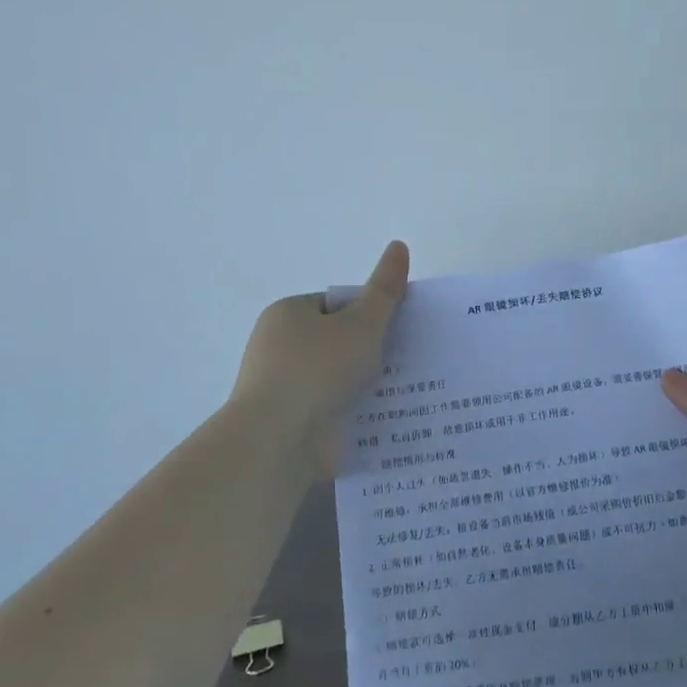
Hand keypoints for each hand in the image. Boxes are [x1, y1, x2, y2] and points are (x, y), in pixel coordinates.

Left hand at [231, 240, 409, 477]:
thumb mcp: (362, 324)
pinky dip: (352, 413)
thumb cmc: (319, 370)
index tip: (397, 334)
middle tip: (409, 363)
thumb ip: (384, 290)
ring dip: (364, 387)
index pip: (336, 306)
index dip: (369, 316)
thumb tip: (399, 246)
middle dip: (370, 353)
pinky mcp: (289, 423)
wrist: (279, 440)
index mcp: (287, 314)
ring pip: (336, 379)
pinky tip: (381, 421)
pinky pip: (330, 410)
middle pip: (337, 342)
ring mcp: (282, 388)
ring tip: (405, 394)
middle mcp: (278, 347)